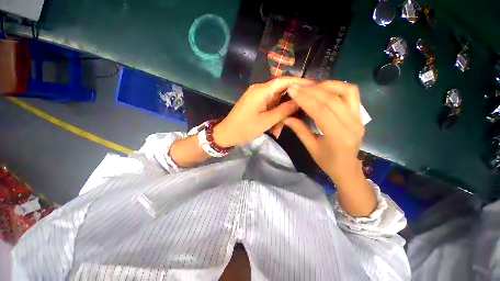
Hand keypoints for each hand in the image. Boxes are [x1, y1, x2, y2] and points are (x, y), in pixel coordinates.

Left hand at [213, 77, 313, 146]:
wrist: (226, 134)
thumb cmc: (245, 128)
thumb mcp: (267, 121)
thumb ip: (284, 110)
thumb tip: (299, 100)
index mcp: (261, 90)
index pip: (285, 80)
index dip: (300, 82)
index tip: (314, 87)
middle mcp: (259, 89)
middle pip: (281, 91)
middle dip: (289, 105)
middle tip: (297, 117)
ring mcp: (256, 96)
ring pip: (275, 101)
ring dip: (280, 115)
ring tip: (278, 130)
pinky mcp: (254, 103)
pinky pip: (269, 106)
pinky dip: (273, 116)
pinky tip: (273, 128)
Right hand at [284, 81, 364, 186]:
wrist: (348, 167)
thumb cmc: (327, 161)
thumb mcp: (310, 147)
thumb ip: (299, 129)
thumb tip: (285, 117)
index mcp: (338, 137)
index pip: (321, 111)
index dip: (305, 99)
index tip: (292, 91)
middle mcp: (352, 124)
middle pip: (331, 100)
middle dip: (311, 91)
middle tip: (297, 87)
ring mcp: (359, 118)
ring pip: (345, 92)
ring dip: (326, 86)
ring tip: (310, 87)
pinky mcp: (360, 114)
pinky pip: (351, 94)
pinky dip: (337, 87)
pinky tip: (324, 89)